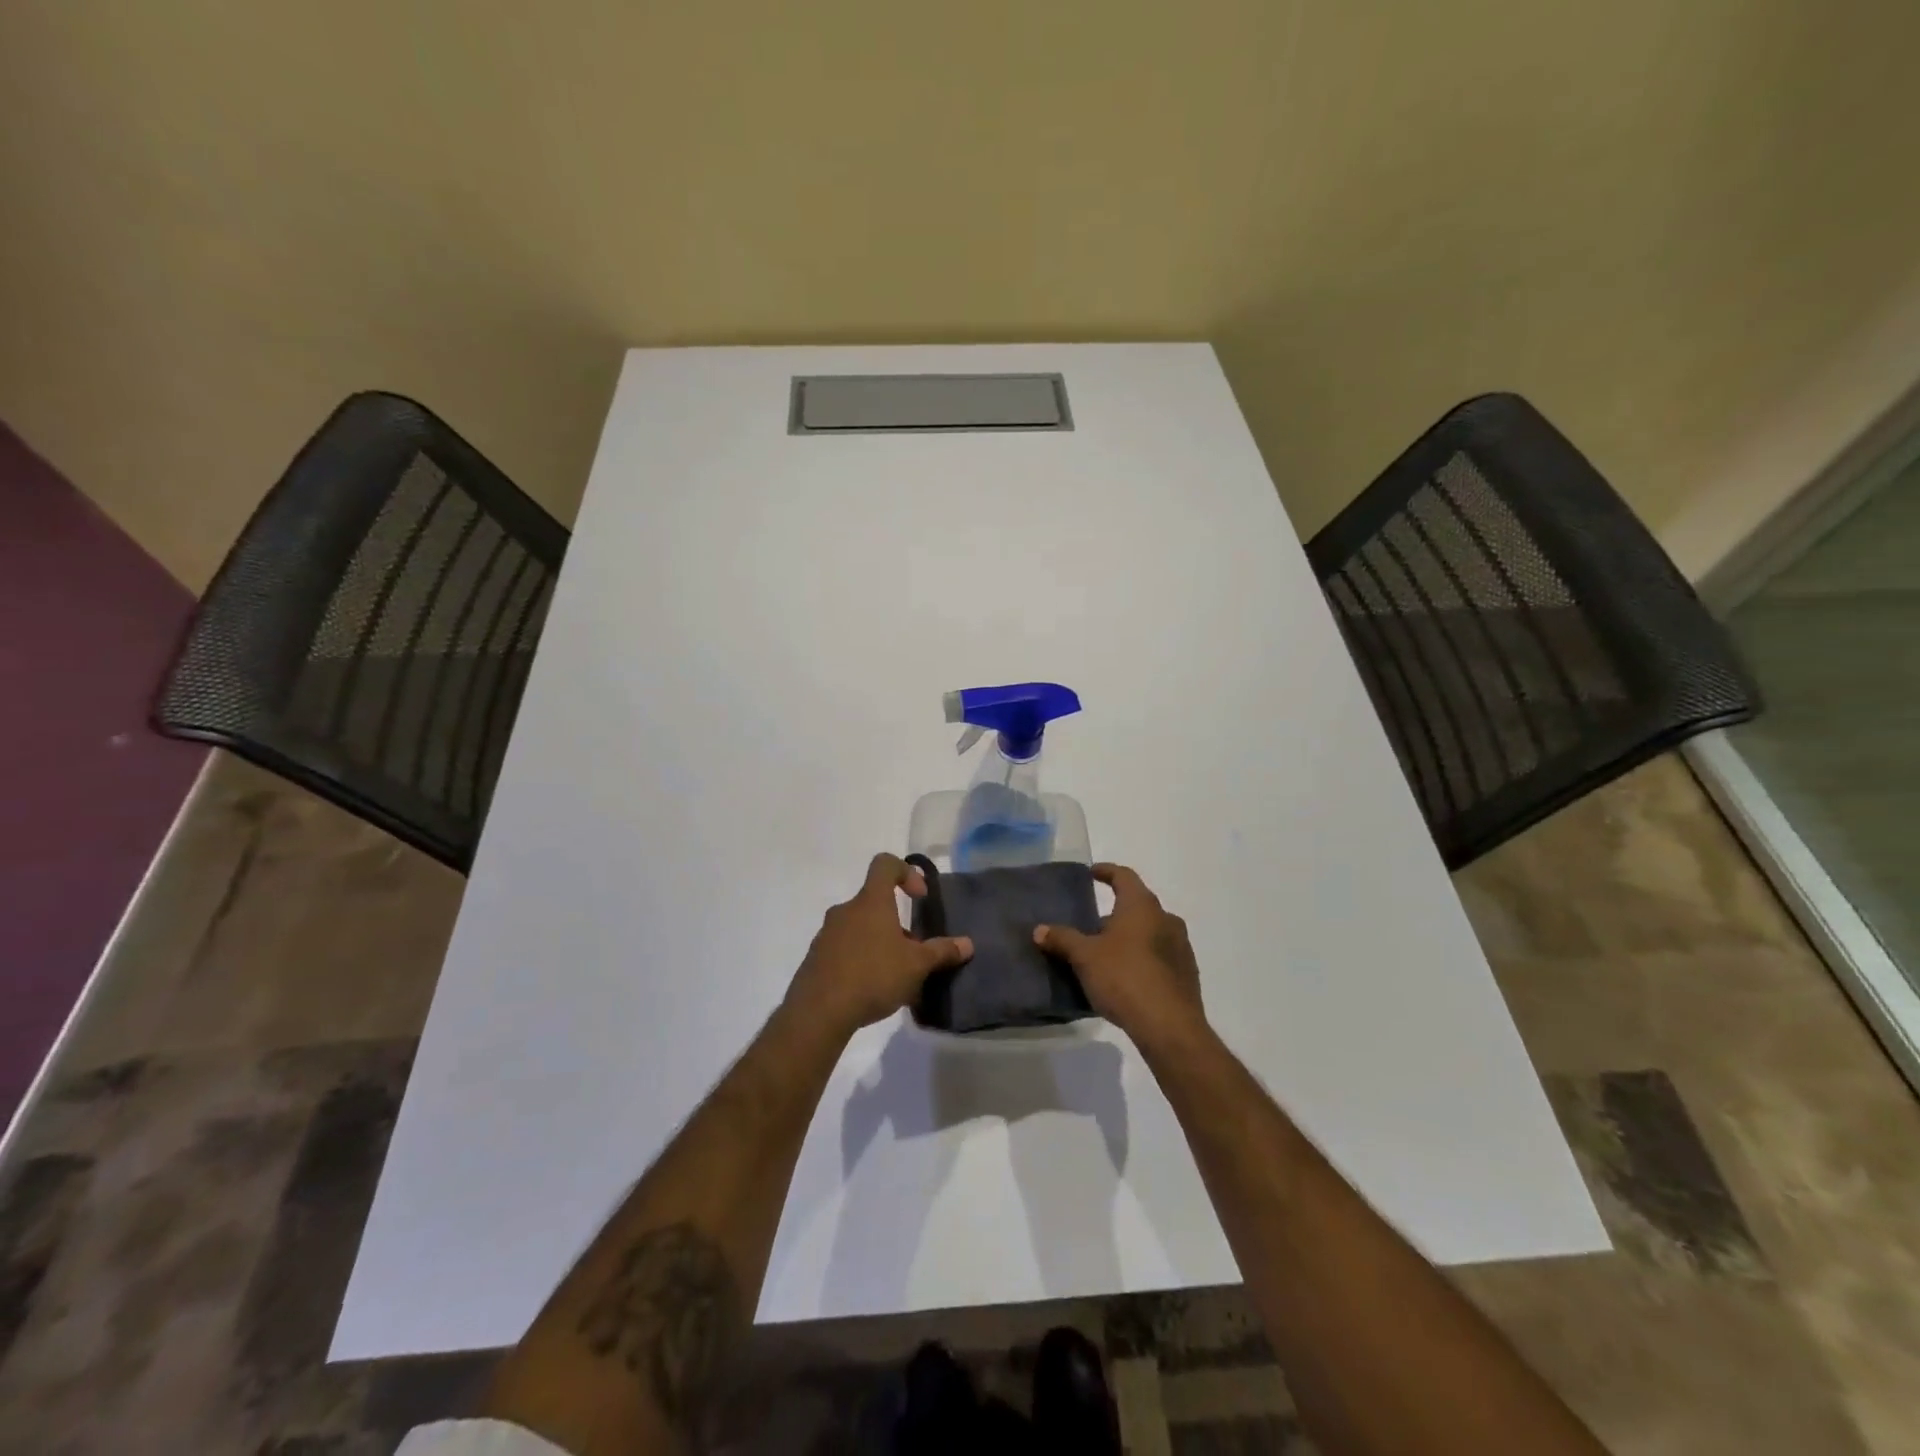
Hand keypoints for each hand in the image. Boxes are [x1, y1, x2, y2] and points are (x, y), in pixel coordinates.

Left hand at [786, 854, 973, 1038]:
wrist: (818, 1012)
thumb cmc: (873, 976)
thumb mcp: (916, 966)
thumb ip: (942, 952)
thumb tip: (967, 944)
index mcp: (871, 902)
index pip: (885, 864)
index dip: (906, 872)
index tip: (919, 897)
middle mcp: (846, 910)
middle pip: (874, 902)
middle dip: (896, 923)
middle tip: (912, 950)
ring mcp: (827, 934)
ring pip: (859, 928)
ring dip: (878, 943)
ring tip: (895, 975)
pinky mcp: (816, 959)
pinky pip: (843, 950)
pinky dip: (860, 961)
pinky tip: (871, 990)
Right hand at [1035, 864, 1205, 1051]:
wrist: (1169, 1027)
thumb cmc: (1124, 978)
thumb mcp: (1085, 957)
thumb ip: (1062, 939)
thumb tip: (1039, 929)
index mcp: (1142, 906)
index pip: (1124, 876)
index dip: (1106, 871)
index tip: (1092, 873)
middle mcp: (1166, 919)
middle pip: (1137, 906)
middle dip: (1115, 913)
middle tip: (1091, 926)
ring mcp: (1181, 947)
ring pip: (1150, 932)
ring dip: (1129, 937)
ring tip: (1106, 954)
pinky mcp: (1187, 974)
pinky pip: (1160, 956)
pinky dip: (1142, 958)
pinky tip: (1126, 978)